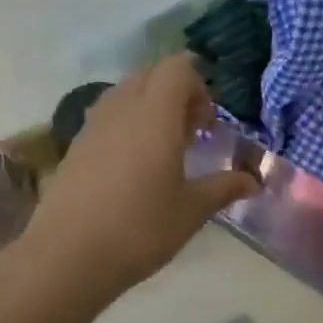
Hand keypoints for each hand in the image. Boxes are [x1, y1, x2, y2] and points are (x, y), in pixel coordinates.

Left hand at [22, 56, 258, 299]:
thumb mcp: (191, 210)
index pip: (178, 67)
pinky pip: (107, 115)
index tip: (207, 124)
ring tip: (162, 148)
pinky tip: (132, 166)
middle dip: (175, 92)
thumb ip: (224, 187)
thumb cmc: (139, 228)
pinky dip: (126, 124)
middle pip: (151, 73)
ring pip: (126, 92)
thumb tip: (254, 180)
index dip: (198, 86)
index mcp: (155, 113)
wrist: (67, 255)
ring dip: (149, 106)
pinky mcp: (75, 144)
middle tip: (190, 133)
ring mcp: (93, 124)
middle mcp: (122, 107)